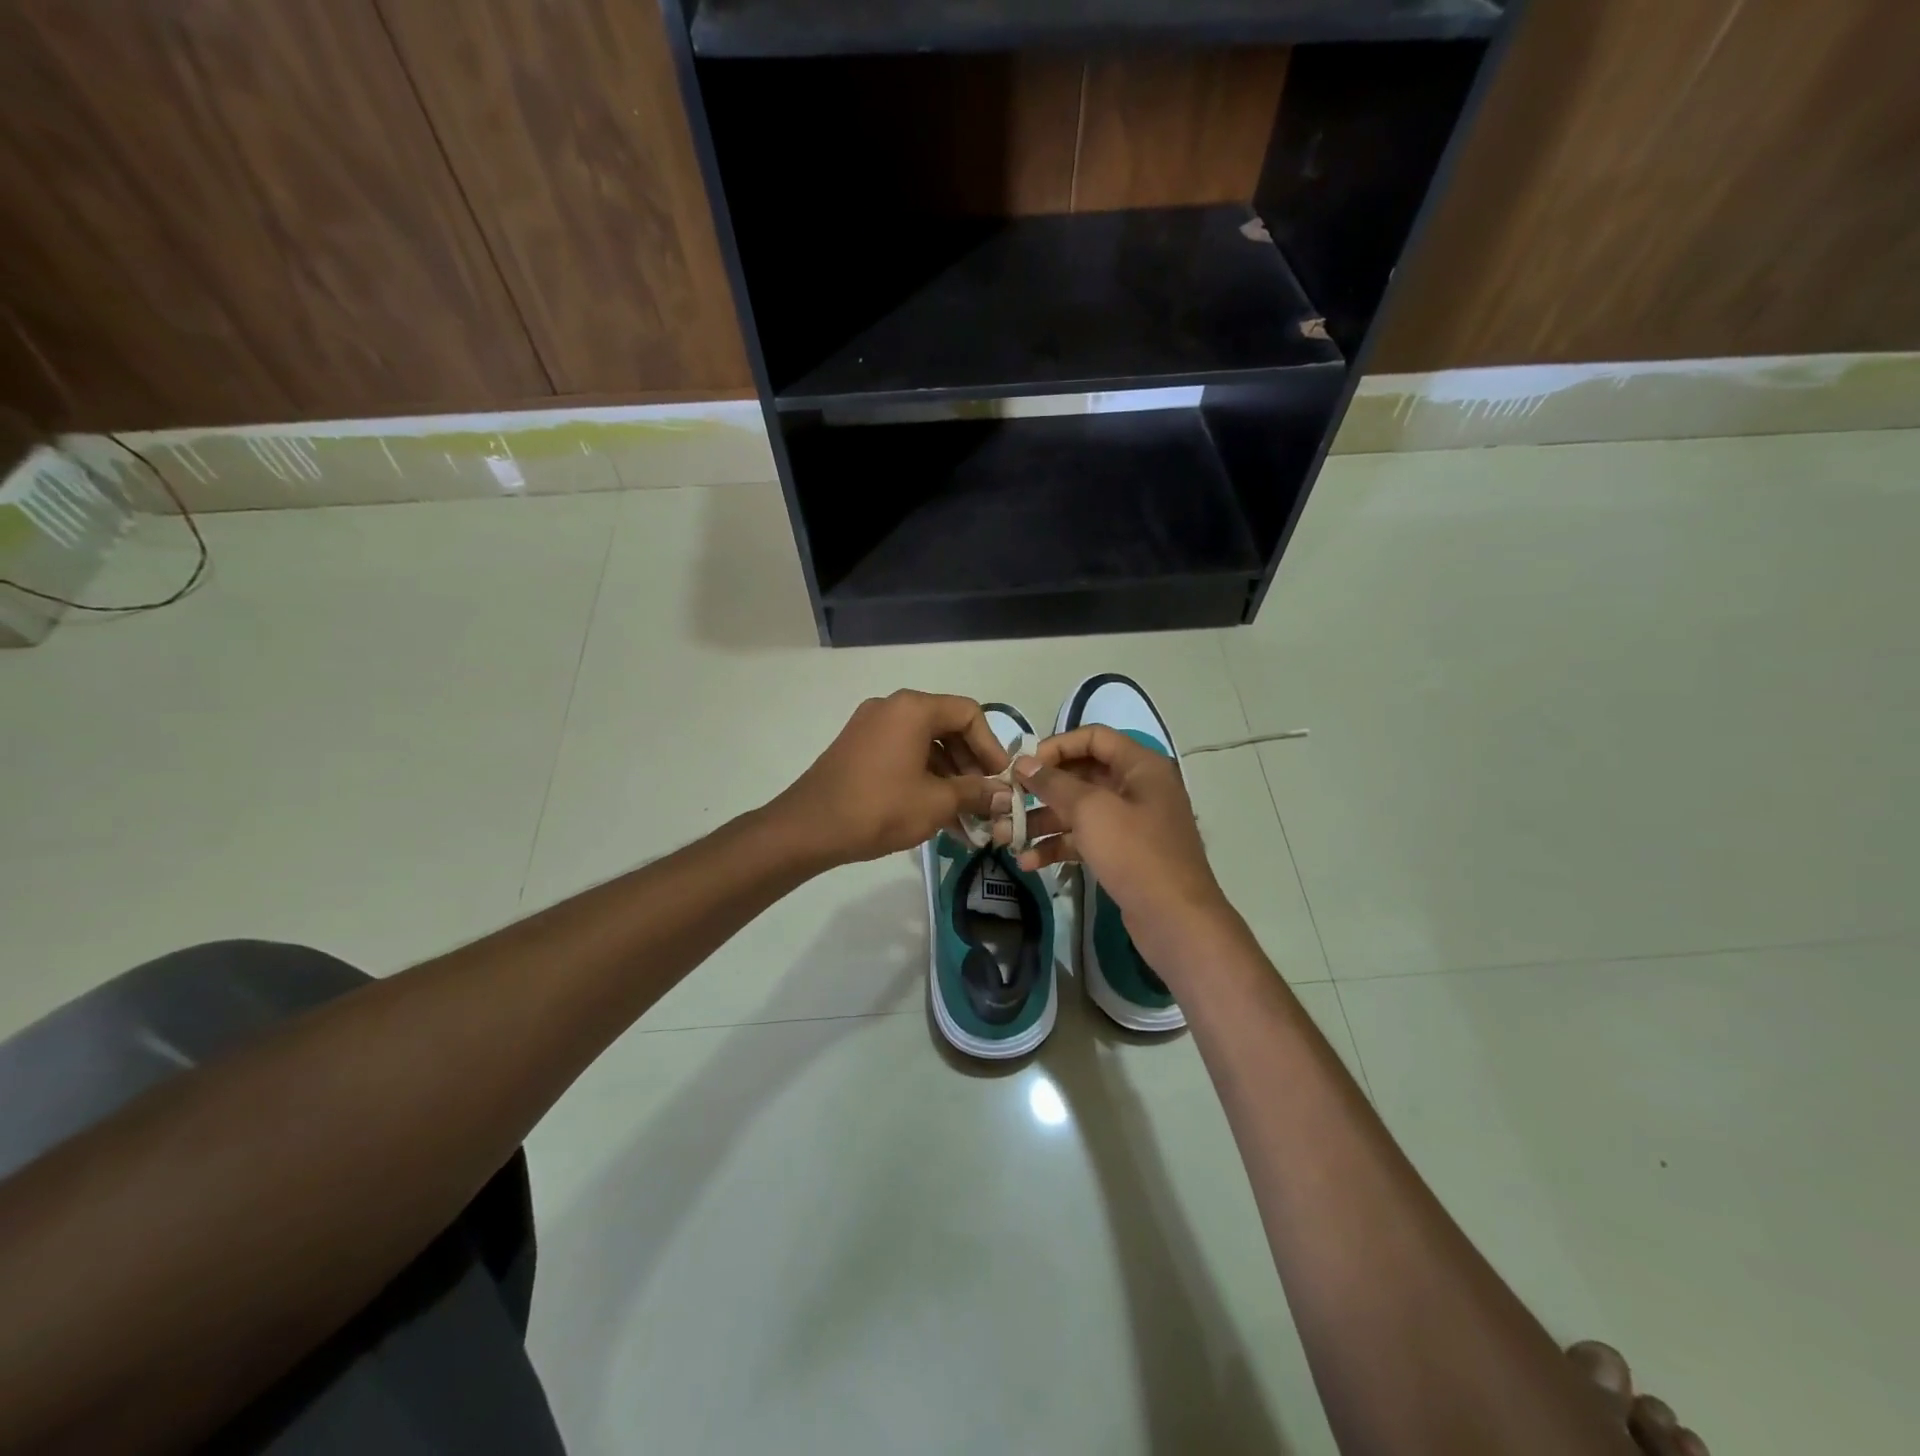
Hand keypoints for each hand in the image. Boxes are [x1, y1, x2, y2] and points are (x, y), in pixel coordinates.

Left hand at [772, 691, 1011, 867]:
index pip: (968, 713)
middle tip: (985, 800)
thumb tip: (1006, 795)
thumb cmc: (879, 808)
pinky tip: (937, 815)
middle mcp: (892, 708)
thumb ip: (976, 793)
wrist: (808, 828)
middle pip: (946, 727)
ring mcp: (870, 727)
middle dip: (971, 766)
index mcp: (913, 709)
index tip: (1001, 779)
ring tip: (965, 818)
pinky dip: (923, 779)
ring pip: (924, 746)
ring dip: (949, 778)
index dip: (991, 746)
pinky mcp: (858, 749)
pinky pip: (902, 756)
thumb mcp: (936, 802)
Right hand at [997, 725, 1233, 954]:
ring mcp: (1130, 823)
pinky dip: (1058, 847)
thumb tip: (1024, 762)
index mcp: (1140, 766)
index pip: (1094, 737)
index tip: (1025, 766)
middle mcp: (1137, 788)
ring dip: (1041, 822)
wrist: (1175, 920)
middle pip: (1082, 775)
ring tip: (1005, 837)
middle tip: (1006, 801)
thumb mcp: (1091, 810)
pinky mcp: (1122, 854)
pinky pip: (1084, 840)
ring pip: (1078, 811)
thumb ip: (1054, 783)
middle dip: (1041, 790)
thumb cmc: (1135, 853)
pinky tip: (1028, 862)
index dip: (1057, 746)